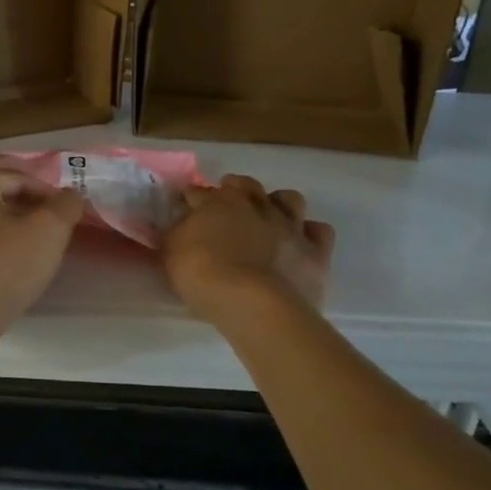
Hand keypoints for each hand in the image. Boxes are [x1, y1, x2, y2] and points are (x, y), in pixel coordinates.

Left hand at [0, 155, 84, 335]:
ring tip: (29, 227)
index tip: (63, 209)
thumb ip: (65, 204)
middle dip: (14, 183)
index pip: (14, 173)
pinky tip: (8, 249)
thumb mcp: (49, 230)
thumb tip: (69, 196)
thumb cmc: (4, 266)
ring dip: (1, 207)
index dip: (44, 188)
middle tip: (41, 201)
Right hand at [162, 175, 334, 320]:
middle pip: (246, 186)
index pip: (199, 192)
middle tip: (226, 207)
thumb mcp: (171, 251)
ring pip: (289, 199)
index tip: (185, 207)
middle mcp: (257, 205)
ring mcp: (290, 226)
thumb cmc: (203, 274)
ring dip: (278, 204)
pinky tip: (299, 242)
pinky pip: (319, 231)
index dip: (191, 199)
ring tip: (268, 218)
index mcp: (220, 201)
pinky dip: (309, 233)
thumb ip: (176, 232)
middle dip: (235, 190)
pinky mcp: (315, 251)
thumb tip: (182, 221)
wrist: (253, 303)